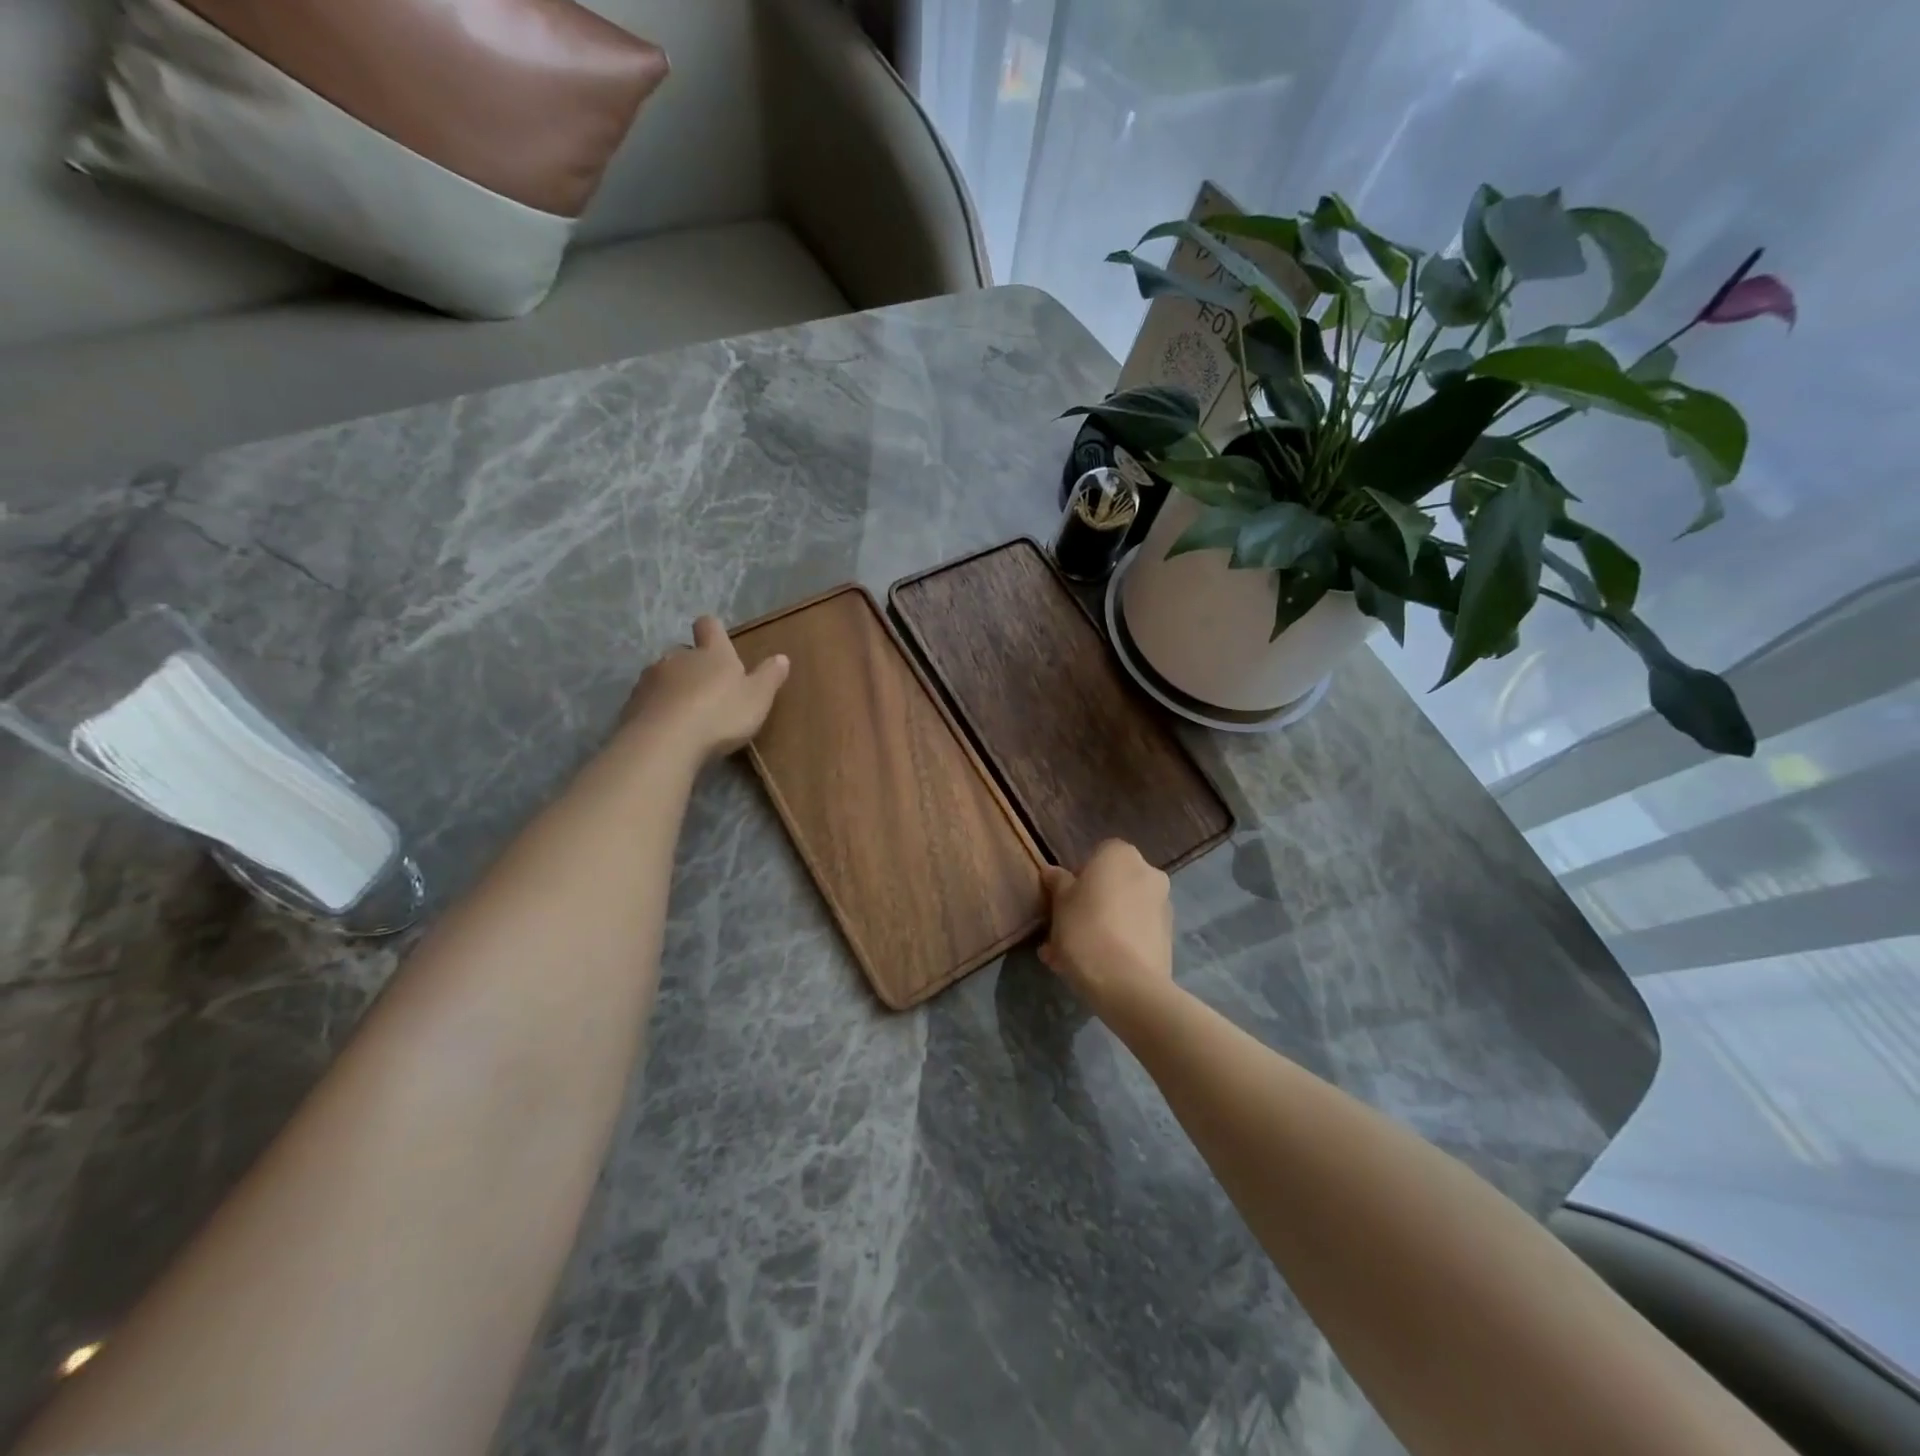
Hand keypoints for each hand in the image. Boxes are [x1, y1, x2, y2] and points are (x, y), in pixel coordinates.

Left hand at [617, 617, 789, 761]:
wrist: (664, 741)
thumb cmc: (720, 714)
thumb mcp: (757, 698)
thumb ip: (769, 677)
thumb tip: (782, 657)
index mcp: (712, 653)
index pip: (709, 626)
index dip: (712, 631)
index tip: (717, 641)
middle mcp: (678, 658)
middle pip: (684, 652)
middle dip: (693, 666)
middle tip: (707, 690)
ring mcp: (650, 679)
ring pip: (663, 676)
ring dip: (673, 688)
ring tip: (685, 714)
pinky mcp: (632, 704)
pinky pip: (647, 701)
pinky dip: (657, 710)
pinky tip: (667, 730)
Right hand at [1038, 840, 1173, 1018]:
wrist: (1127, 984)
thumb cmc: (1086, 929)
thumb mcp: (1060, 903)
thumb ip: (1058, 883)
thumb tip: (1053, 872)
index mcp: (1121, 855)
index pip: (1097, 855)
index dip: (1078, 877)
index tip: (1063, 900)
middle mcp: (1148, 873)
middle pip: (1112, 885)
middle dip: (1090, 904)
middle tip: (1065, 930)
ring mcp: (1163, 906)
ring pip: (1122, 912)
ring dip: (1101, 927)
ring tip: (1070, 958)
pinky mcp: (1167, 939)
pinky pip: (1134, 933)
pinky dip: (1116, 944)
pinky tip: (1093, 968)